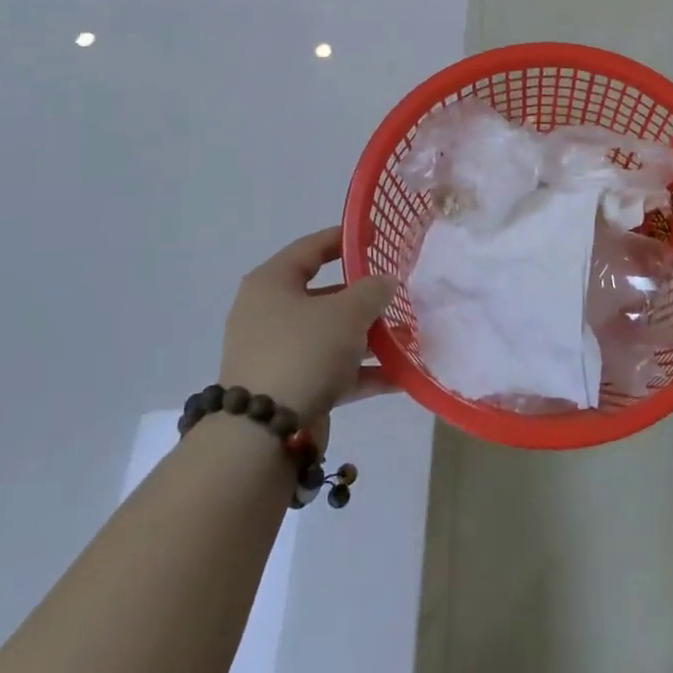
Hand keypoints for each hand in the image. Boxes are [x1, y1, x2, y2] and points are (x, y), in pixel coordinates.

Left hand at [221, 228, 395, 424]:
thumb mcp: (347, 312)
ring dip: (369, 336)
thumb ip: (373, 290)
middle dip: (365, 296)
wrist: (263, 434)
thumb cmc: (303, 352)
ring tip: (409, 335)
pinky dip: (363, 371)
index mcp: (272, 284)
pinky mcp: (290, 388)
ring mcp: (278, 354)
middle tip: (400, 292)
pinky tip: (401, 375)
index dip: (345, 239)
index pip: (311, 248)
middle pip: (325, 294)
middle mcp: (269, 314)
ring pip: (332, 335)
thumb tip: (385, 282)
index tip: (377, 238)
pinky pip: (333, 370)